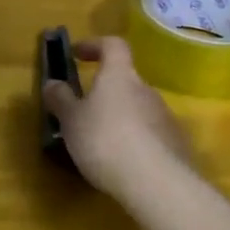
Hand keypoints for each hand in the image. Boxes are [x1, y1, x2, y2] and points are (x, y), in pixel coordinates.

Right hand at [43, 36, 194, 198]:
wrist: (157, 184)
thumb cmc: (105, 141)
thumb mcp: (71, 121)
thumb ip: (60, 99)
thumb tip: (52, 83)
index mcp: (119, 76)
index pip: (113, 45)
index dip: (94, 45)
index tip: (77, 55)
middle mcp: (146, 89)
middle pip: (126, 80)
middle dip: (105, 91)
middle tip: (84, 111)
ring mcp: (166, 117)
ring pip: (138, 108)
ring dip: (121, 117)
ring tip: (102, 143)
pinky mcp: (177, 144)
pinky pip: (152, 134)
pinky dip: (137, 140)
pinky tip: (125, 163)